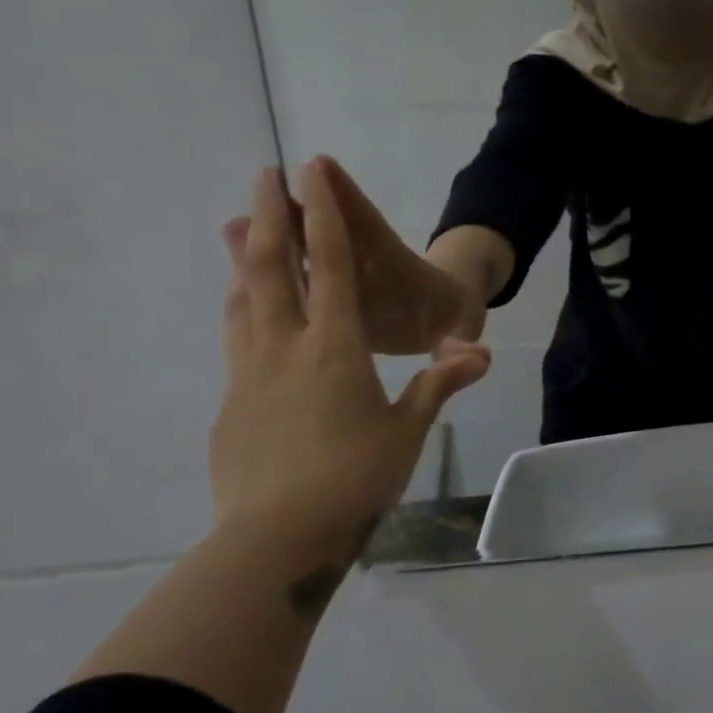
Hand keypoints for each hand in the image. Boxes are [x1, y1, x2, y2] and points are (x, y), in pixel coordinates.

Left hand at [211, 162, 490, 547]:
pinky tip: (242, 302)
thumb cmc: (355, 478)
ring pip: (244, 296)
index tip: (311, 173)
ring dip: (244, 253)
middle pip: (273, 267)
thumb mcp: (408, 430)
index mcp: (336, 347)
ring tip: (238, 222)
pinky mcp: (232, 400)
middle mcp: (286, 347)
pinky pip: (236, 333)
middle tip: (264, 174)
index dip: (325, 215)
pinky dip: (240, 302)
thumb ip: (440, 384)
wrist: (275, 539)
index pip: (332, 266)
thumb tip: (480, 353)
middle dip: (270, 216)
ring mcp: (250, 372)